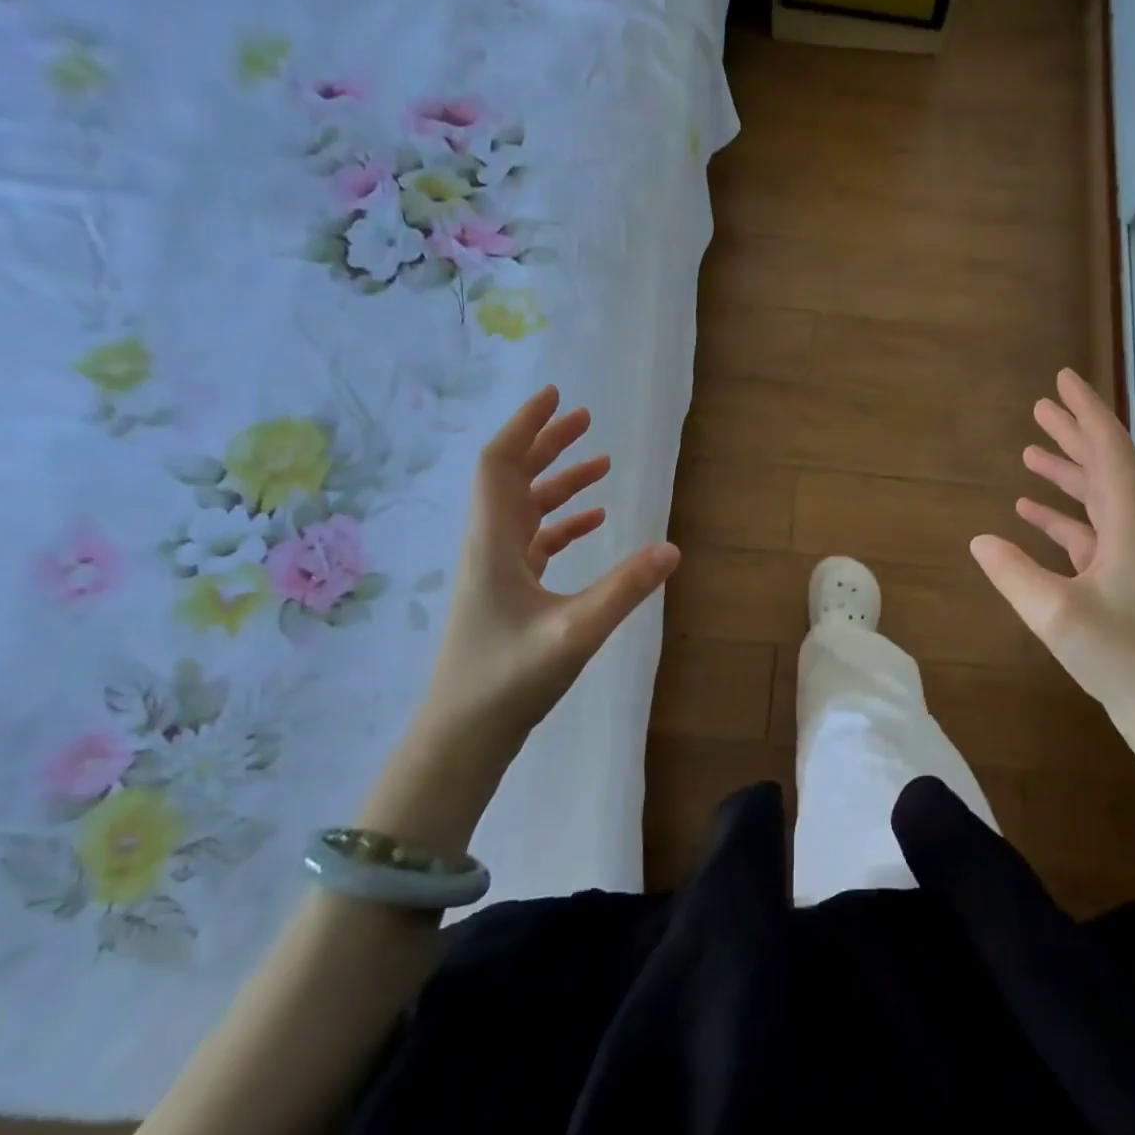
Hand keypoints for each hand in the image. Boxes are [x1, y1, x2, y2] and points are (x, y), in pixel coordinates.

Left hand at [363, 387, 678, 851]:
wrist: (462, 737)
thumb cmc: (507, 681)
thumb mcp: (574, 633)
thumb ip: (624, 589)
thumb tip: (673, 549)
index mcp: (493, 543)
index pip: (500, 465)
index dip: (525, 426)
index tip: (555, 396)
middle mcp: (489, 546)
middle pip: (513, 478)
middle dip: (547, 444)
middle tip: (585, 419)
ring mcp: (497, 571)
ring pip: (525, 509)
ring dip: (558, 482)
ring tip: (600, 463)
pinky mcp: (507, 594)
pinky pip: (535, 542)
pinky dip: (562, 523)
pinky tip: (592, 522)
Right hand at [970, 369, 1134, 726]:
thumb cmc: (1120, 656)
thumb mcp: (1056, 613)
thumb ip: (1013, 573)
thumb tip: (980, 541)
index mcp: (1130, 525)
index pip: (1109, 451)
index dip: (1085, 413)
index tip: (1063, 380)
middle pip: (1104, 467)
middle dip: (1074, 433)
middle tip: (1042, 406)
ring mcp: (1130, 556)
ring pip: (1096, 498)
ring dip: (1066, 472)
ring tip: (1031, 453)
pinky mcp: (1121, 580)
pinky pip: (1088, 532)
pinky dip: (1060, 516)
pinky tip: (1031, 514)